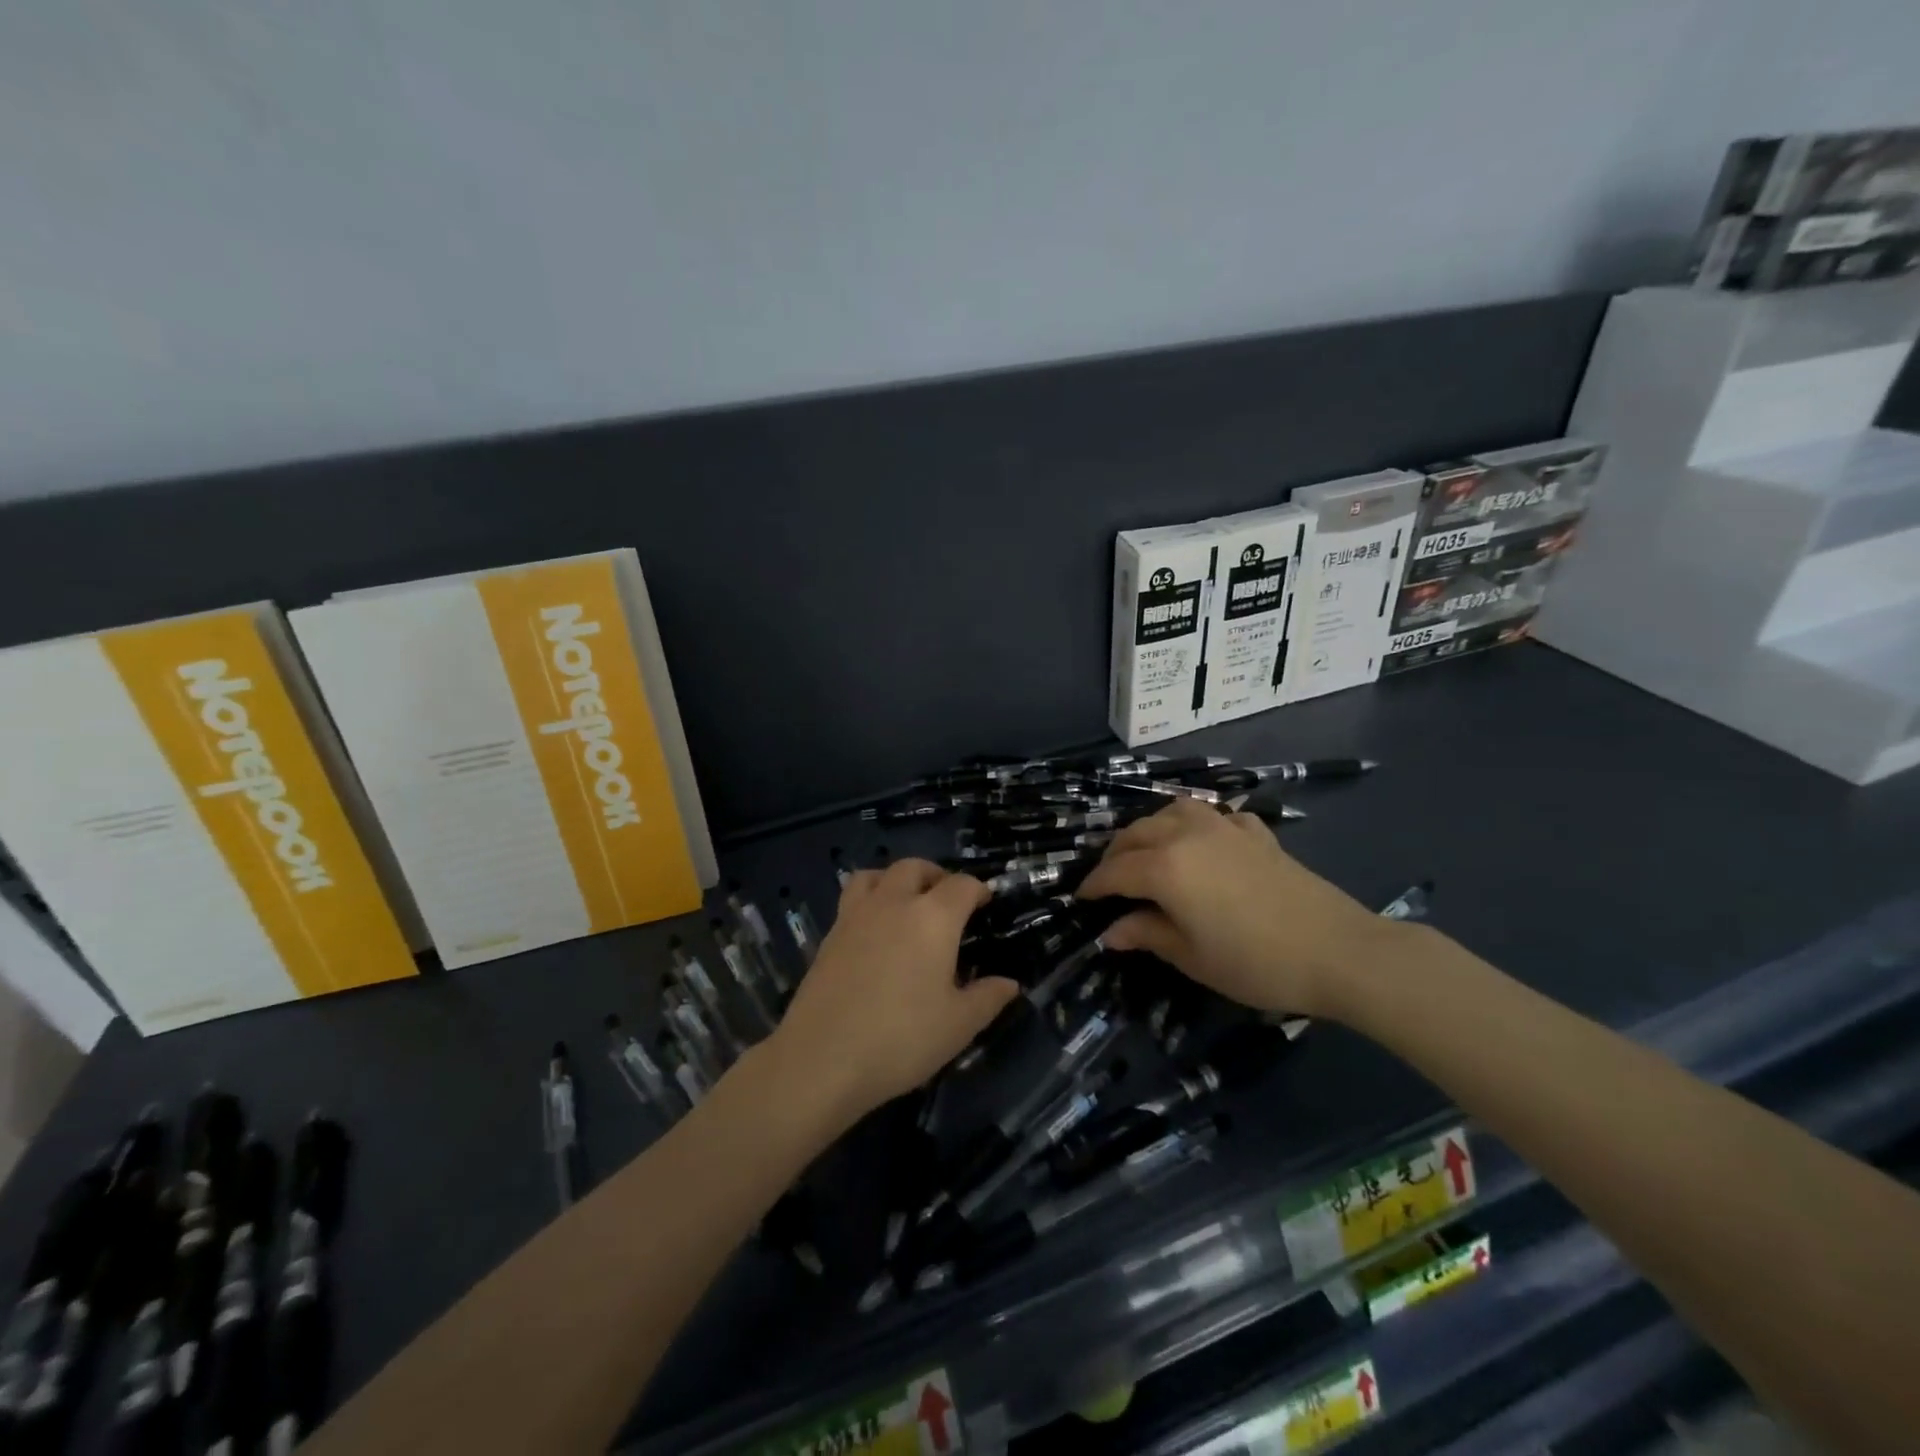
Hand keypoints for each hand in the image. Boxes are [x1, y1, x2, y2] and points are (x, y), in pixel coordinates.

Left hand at [766, 860, 1018, 1127]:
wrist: (822, 1058)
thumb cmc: (901, 1039)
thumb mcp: (958, 1025)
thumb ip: (987, 998)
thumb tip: (1009, 983)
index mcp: (933, 917)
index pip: (962, 885)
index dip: (978, 889)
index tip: (986, 903)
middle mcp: (894, 903)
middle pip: (915, 868)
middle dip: (936, 875)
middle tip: (948, 900)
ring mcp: (856, 915)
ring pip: (876, 874)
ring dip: (897, 879)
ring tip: (907, 902)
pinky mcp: (830, 934)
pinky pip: (853, 898)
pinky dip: (870, 900)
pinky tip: (876, 931)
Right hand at [1077, 798, 1400, 1018]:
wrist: (1338, 950)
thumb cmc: (1255, 962)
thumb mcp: (1191, 956)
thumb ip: (1147, 934)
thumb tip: (1112, 930)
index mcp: (1165, 867)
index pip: (1115, 870)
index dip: (1094, 885)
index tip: (1080, 899)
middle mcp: (1187, 835)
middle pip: (1137, 834)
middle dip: (1115, 855)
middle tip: (1109, 881)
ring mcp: (1225, 828)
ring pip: (1172, 812)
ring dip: (1151, 829)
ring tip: (1148, 853)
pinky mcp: (1257, 833)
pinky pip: (1215, 816)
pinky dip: (1198, 825)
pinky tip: (1204, 843)